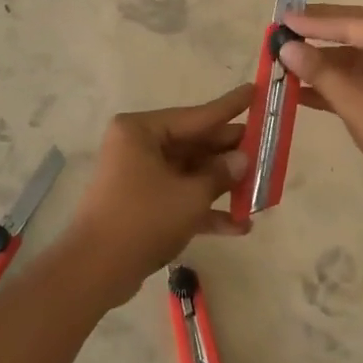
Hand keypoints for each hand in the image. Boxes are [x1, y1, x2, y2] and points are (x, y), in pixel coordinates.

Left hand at [59, 84, 251, 303]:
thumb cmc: (143, 219)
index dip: (230, 107)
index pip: (197, 115)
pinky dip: (205, 209)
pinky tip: (239, 226)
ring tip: (261, 191)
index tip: (256, 90)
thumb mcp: (190, 196)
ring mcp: (139, 176)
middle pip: (195, 144)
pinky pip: (179, 197)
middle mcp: (138, 146)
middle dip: (231, 155)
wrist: (95, 271)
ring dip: (222, 186)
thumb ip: (220, 174)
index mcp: (142, 131)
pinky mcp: (142, 204)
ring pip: (190, 173)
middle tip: (267, 149)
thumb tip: (243, 159)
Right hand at [278, 5, 362, 201]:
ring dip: (328, 63)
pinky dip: (344, 82)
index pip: (353, 21)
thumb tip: (286, 48)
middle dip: (320, 34)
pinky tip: (307, 90)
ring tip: (289, 62)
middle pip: (358, 31)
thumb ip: (320, 72)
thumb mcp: (356, 103)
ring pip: (362, 56)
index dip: (314, 22)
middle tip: (285, 28)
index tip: (282, 19)